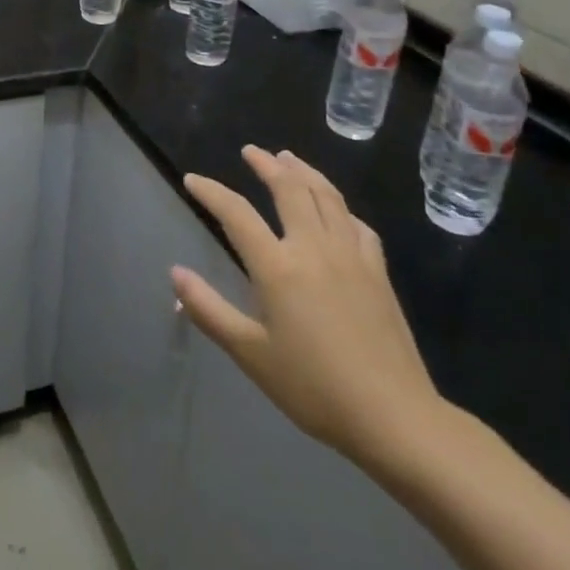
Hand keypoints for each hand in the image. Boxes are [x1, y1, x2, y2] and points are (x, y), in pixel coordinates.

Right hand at [171, 147, 448, 472]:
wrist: (395, 417)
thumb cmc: (314, 388)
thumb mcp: (251, 354)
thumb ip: (209, 310)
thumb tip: (175, 274)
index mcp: (278, 267)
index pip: (236, 213)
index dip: (211, 192)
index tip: (192, 179)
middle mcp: (313, 248)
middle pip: (289, 189)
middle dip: (267, 165)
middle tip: (251, 151)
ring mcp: (351, 256)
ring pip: (326, 197)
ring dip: (304, 172)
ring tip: (289, 159)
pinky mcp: (378, 272)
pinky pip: (357, 224)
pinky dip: (339, 206)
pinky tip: (336, 209)